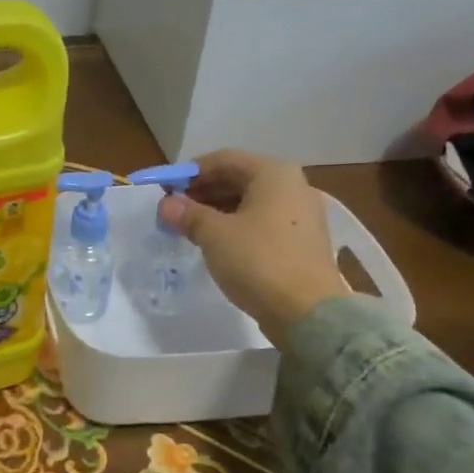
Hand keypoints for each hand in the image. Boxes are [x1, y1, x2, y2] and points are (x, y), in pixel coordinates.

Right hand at [159, 149, 351, 345]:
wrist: (308, 313)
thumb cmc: (259, 261)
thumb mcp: (215, 235)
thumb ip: (188, 214)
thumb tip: (167, 204)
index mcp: (273, 174)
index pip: (224, 159)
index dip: (190, 172)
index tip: (165, 190)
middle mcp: (292, 186)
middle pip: (239, 179)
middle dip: (203, 192)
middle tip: (174, 211)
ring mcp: (301, 215)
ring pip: (250, 203)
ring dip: (217, 211)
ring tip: (189, 229)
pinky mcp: (302, 242)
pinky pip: (262, 223)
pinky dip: (237, 227)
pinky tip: (216, 244)